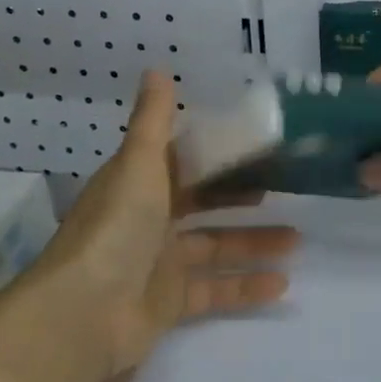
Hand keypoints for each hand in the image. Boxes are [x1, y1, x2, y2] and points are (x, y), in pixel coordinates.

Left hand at [26, 70, 297, 375]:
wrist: (84, 313)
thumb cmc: (116, 228)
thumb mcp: (138, 165)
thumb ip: (153, 120)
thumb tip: (156, 68)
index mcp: (138, 184)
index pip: (181, 162)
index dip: (214, 154)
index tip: (255, 147)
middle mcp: (147, 220)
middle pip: (202, 204)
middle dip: (240, 199)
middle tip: (282, 192)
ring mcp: (158, 263)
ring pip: (214, 247)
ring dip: (253, 243)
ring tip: (297, 241)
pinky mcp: (168, 303)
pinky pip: (214, 290)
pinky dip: (245, 287)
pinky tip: (281, 284)